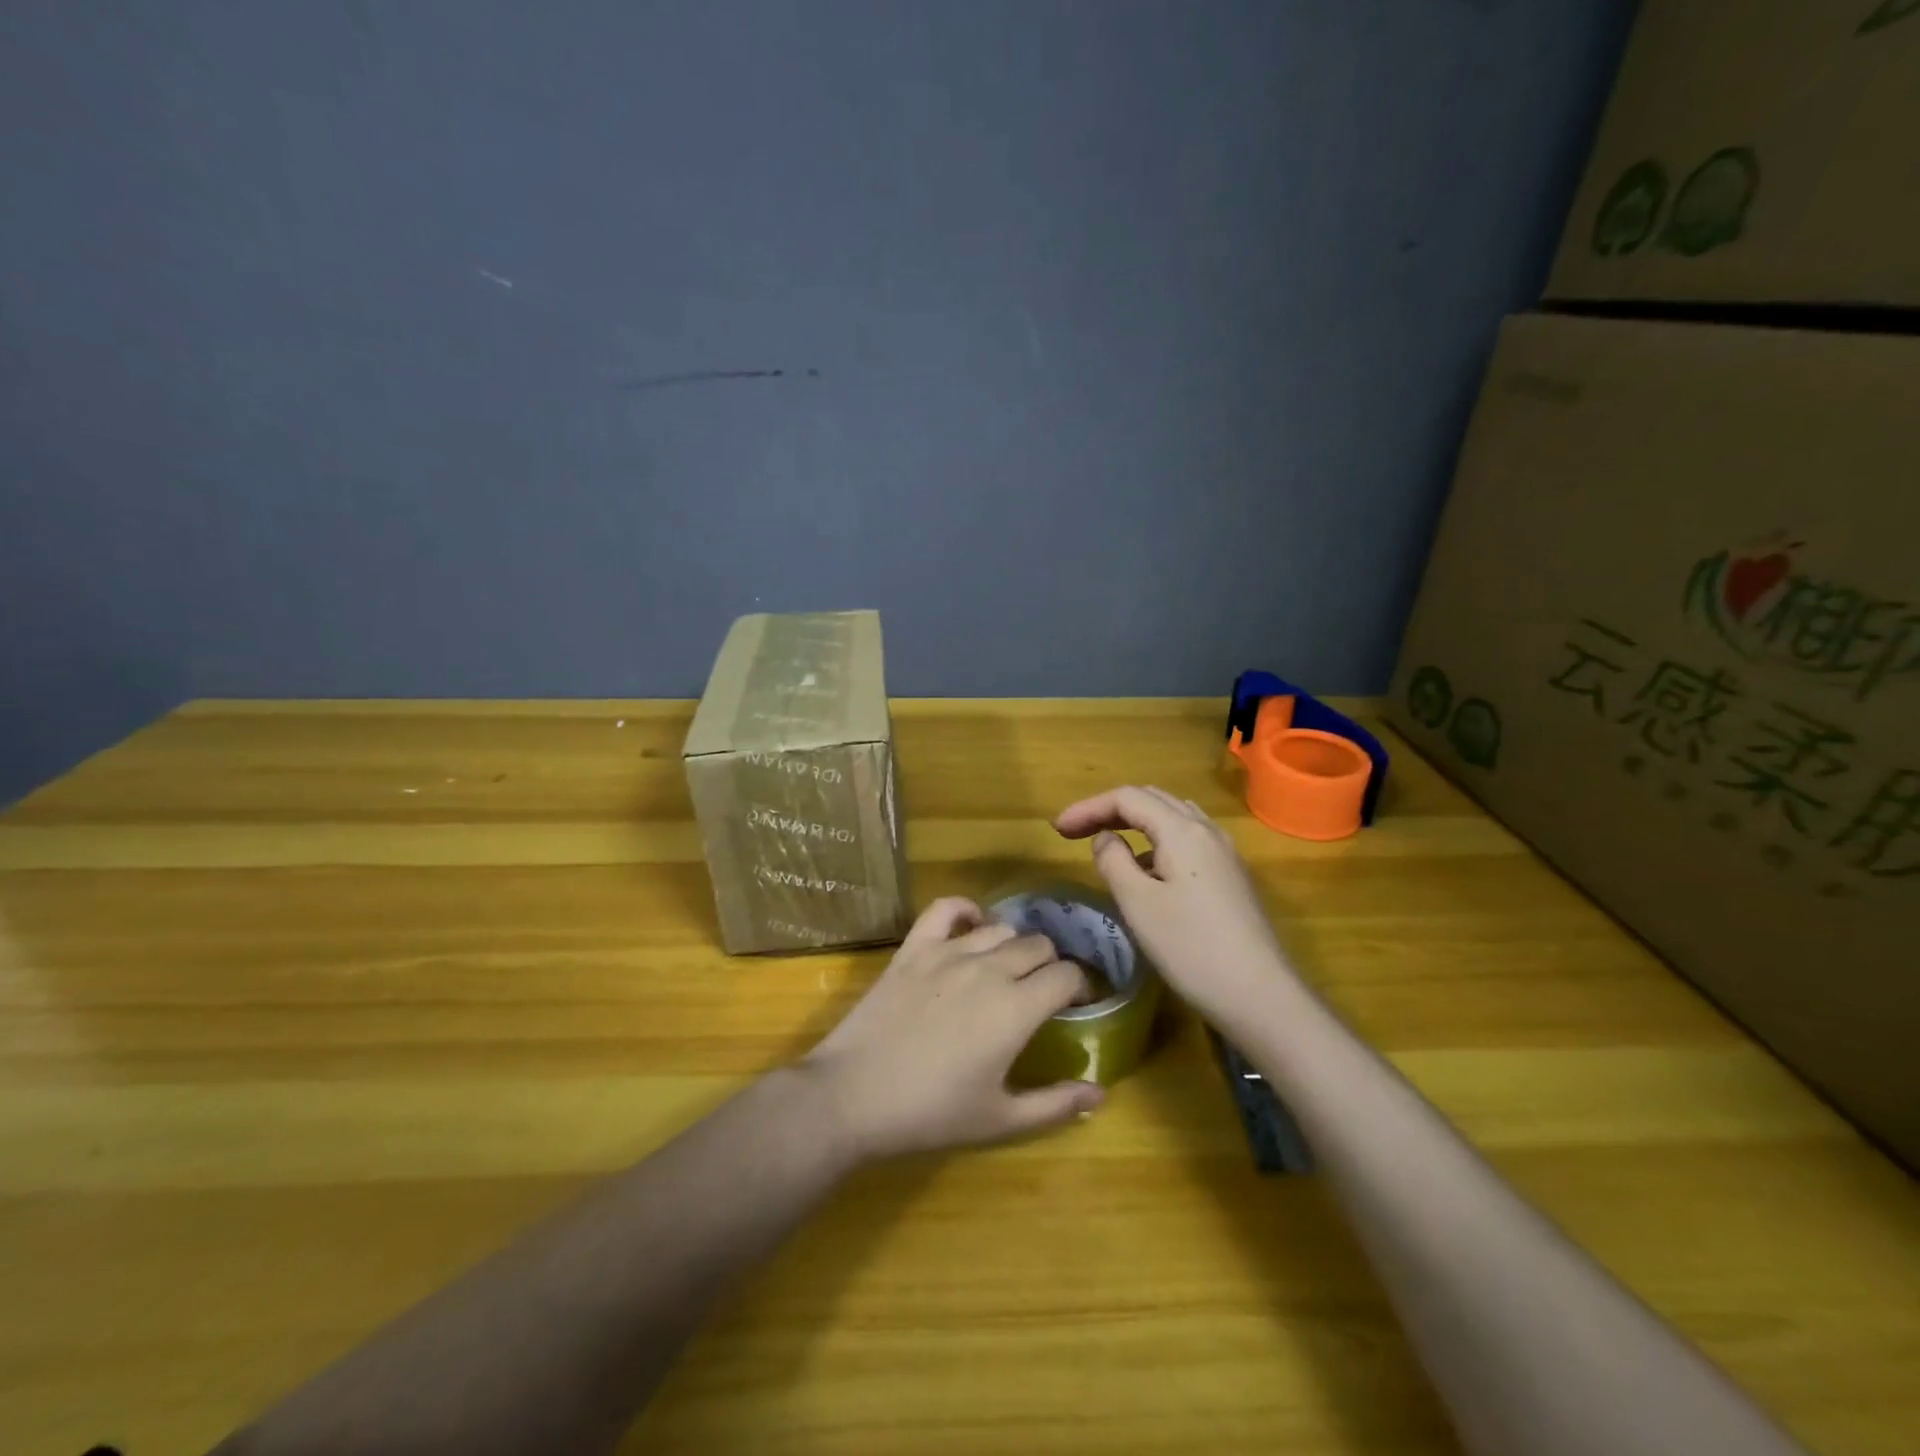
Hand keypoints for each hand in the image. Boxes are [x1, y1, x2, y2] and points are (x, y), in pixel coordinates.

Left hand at [797, 898, 1105, 1162]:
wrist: (854, 1095)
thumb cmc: (931, 1113)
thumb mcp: (1000, 1120)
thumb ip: (1055, 1104)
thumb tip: (1100, 1094)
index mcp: (1017, 1008)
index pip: (1067, 975)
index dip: (1080, 987)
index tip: (1076, 1005)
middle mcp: (989, 968)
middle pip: (1039, 945)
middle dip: (1051, 964)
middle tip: (1042, 991)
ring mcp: (948, 952)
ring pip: (1000, 928)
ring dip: (1013, 944)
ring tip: (1008, 967)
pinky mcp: (914, 947)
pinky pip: (946, 909)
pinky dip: (965, 911)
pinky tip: (971, 925)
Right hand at [1054, 785, 1291, 1028]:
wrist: (1261, 997)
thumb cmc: (1191, 949)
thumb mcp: (1138, 904)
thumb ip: (1113, 861)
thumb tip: (1106, 839)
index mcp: (1182, 830)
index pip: (1128, 798)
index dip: (1088, 807)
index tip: (1057, 829)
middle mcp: (1207, 831)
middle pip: (1152, 800)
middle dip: (1110, 809)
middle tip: (1076, 832)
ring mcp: (1224, 854)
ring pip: (1173, 818)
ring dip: (1135, 823)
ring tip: (1107, 844)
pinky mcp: (1231, 878)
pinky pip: (1187, 841)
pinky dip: (1156, 841)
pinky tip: (1146, 871)